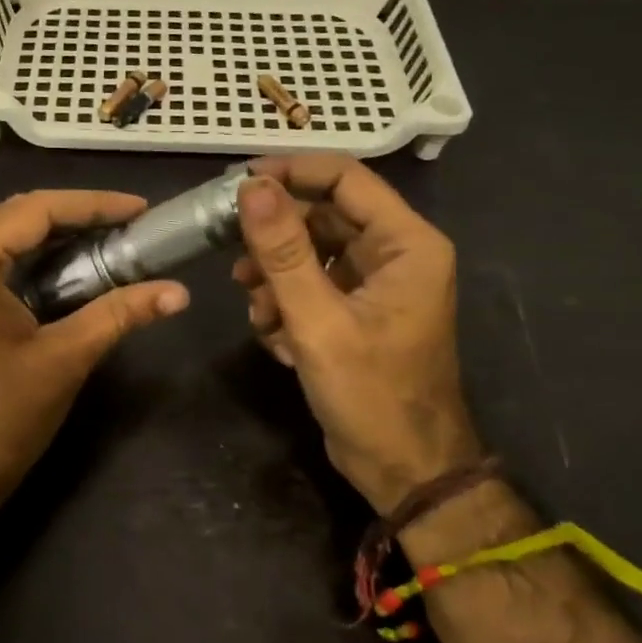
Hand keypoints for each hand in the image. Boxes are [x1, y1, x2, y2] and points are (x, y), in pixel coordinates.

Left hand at [0, 190, 189, 526]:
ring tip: (96, 239)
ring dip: (44, 231)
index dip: (90, 205)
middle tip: (120, 224)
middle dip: (68, 213)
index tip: (139, 209)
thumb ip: (119, 315)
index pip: (33, 211)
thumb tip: (178, 292)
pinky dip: (24, 255)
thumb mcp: (65, 361)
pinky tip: (60, 269)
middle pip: (10, 214)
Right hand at [232, 155, 480, 513]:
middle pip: (323, 217)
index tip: (239, 182)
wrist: (403, 470)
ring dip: (276, 279)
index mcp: (406, 244)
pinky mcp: (356, 312)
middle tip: (234, 258)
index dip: (291, 172)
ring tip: (259, 313)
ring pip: (311, 254)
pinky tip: (277, 340)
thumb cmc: (371, 394)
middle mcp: (396, 254)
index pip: (345, 179)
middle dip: (276, 240)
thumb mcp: (317, 319)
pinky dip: (286, 305)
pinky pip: (312, 286)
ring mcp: (376, 285)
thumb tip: (252, 187)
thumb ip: (283, 250)